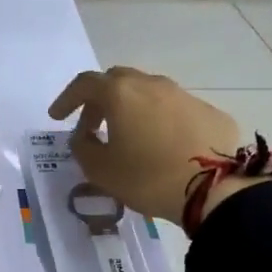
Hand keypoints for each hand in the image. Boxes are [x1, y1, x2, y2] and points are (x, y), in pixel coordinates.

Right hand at [48, 66, 251, 223]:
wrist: (215, 190)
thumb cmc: (147, 177)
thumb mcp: (100, 170)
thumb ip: (82, 147)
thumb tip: (84, 136)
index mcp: (121, 93)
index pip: (84, 84)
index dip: (67, 99)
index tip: (56, 117)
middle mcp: (152, 85)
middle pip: (117, 81)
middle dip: (99, 100)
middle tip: (92, 126)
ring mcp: (185, 96)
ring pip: (149, 92)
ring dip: (132, 108)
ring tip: (129, 136)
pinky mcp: (211, 113)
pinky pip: (176, 110)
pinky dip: (161, 121)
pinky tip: (163, 146)